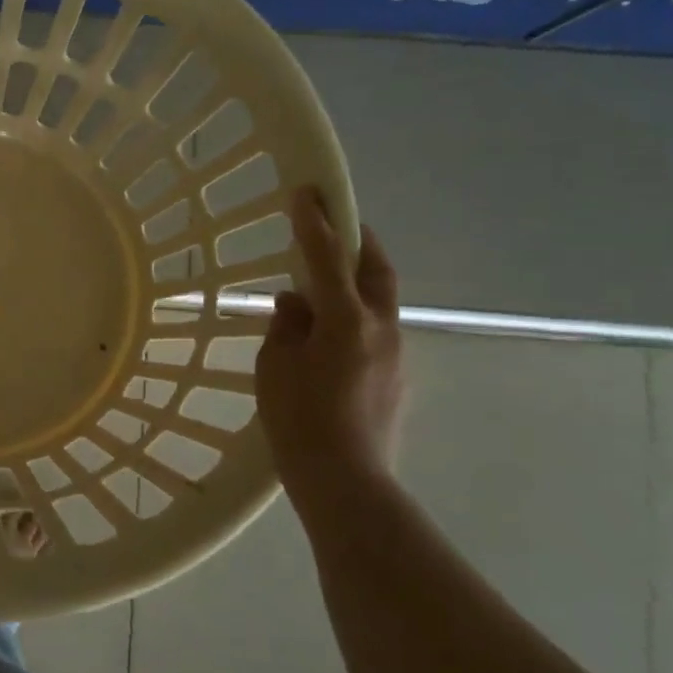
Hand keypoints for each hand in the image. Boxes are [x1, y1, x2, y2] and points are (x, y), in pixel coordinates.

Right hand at [254, 187, 404, 493]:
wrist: (345, 481)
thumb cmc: (299, 420)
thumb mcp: (275, 366)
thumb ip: (286, 326)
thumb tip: (296, 303)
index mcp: (346, 320)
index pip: (327, 257)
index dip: (314, 222)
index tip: (304, 191)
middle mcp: (380, 328)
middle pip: (375, 269)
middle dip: (356, 240)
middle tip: (334, 224)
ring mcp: (395, 353)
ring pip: (379, 300)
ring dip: (356, 280)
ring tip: (324, 285)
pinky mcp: (396, 377)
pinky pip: (376, 330)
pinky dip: (356, 316)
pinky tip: (330, 335)